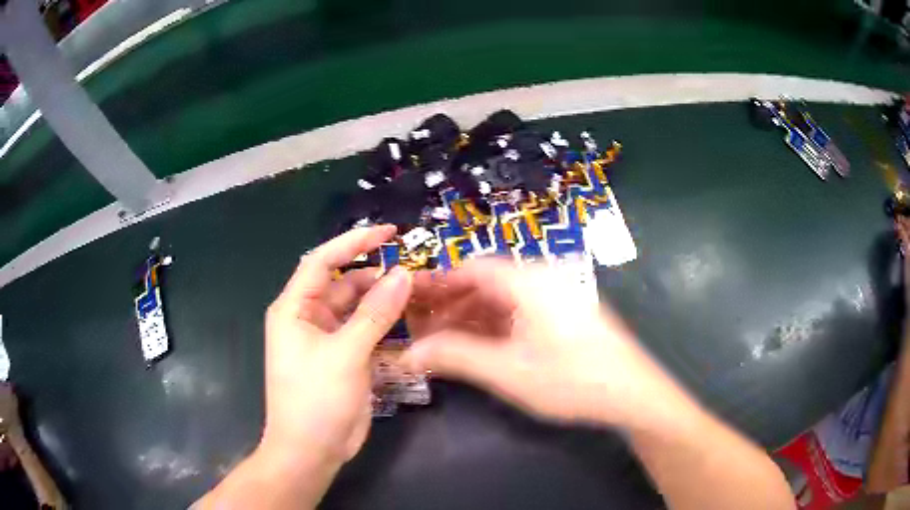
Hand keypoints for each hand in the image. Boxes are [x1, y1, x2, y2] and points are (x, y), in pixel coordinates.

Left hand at [260, 225, 412, 467]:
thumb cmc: (315, 399)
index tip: (389, 232)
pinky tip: (408, 320)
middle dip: (375, 274)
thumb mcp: (345, 354)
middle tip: (414, 271)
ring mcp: (327, 339)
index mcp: (294, 308)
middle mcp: (308, 317)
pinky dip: (384, 324)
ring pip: (357, 307)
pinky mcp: (343, 357)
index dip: (354, 242)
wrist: (311, 451)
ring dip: (383, 300)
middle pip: (343, 283)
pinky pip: (365, 330)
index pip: (322, 260)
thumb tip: (403, 275)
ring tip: (417, 293)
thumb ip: (376, 313)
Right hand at [403, 259, 679, 429]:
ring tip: (443, 343)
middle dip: (450, 305)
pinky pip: (518, 314)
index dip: (437, 283)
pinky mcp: (563, 317)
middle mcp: (541, 280)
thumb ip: (455, 358)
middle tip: (421, 328)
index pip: (471, 268)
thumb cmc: (571, 378)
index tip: (410, 301)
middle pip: (485, 283)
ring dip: (470, 319)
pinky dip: (493, 328)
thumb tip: (409, 354)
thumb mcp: (507, 371)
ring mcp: (555, 299)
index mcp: (528, 281)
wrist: (631, 393)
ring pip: (501, 300)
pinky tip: (477, 348)